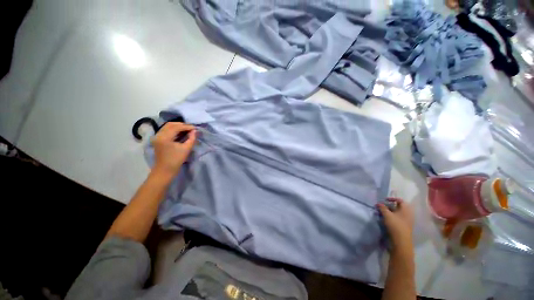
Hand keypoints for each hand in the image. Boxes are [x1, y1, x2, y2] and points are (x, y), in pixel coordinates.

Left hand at [152, 122, 195, 177]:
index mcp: (165, 137)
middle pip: (170, 124)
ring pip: (168, 126)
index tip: (195, 128)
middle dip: (182, 125)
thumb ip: (191, 138)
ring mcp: (157, 137)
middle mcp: (159, 135)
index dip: (187, 126)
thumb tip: (195, 131)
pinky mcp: (158, 139)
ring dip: (178, 127)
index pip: (176, 127)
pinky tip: (181, 133)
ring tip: (187, 130)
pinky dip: (174, 130)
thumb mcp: (186, 149)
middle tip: (191, 128)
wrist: (165, 170)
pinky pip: (166, 130)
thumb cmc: (176, 160)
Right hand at [377, 198, 413, 250]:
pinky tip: (385, 219)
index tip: (384, 200)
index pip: (400, 200)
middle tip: (381, 207)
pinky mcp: (403, 227)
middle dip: (389, 206)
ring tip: (381, 213)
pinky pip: (397, 219)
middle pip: (398, 207)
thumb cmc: (395, 225)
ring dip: (389, 212)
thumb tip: (379, 203)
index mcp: (406, 210)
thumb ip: (382, 207)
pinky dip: (391, 217)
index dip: (392, 199)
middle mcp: (407, 214)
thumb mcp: (387, 214)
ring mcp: (406, 221)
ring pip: (397, 213)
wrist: (401, 241)